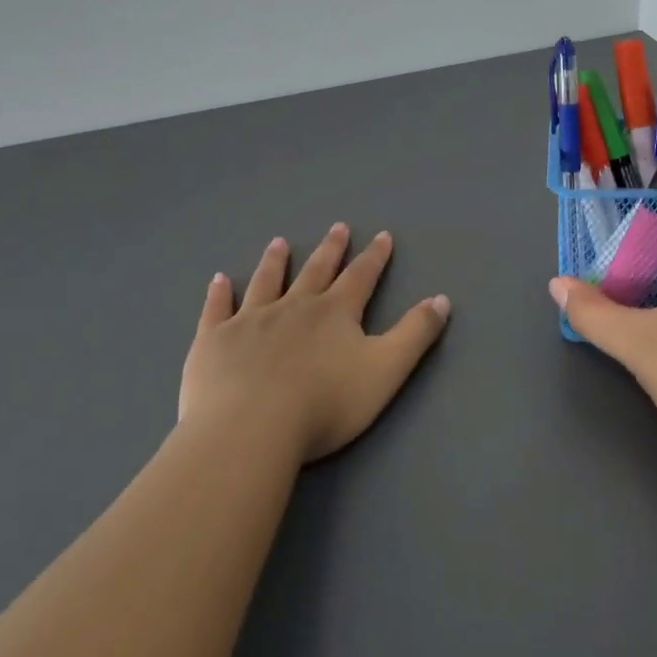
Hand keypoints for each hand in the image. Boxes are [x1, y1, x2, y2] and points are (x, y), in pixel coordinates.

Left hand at [181, 223, 450, 464]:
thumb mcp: (386, 369)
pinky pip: (217, 310)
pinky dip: (219, 294)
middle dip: (330, 249)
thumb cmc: (325, 404)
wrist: (250, 429)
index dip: (374, 257)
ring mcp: (250, 321)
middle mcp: (294, 307)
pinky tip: (219, 280)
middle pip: (316, 271)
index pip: (361, 277)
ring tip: (280, 242)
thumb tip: (442, 299)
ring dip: (276, 261)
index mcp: (336, 313)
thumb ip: (415, 333)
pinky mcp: (214, 341)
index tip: (381, 236)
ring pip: (266, 282)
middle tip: (337, 227)